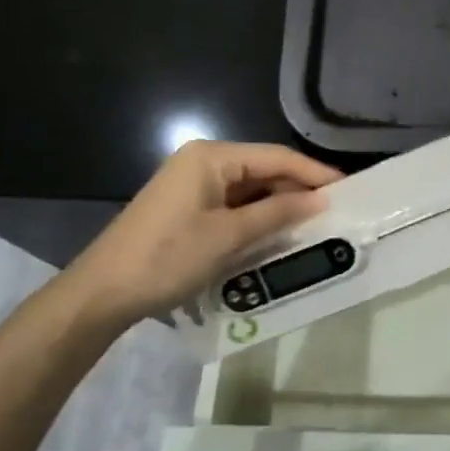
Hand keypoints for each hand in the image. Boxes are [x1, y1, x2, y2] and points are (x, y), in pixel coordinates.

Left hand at [57, 140, 341, 330]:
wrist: (101, 293)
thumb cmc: (167, 257)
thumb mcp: (228, 236)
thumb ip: (277, 213)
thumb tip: (320, 200)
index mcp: (212, 157)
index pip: (276, 157)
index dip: (314, 173)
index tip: (348, 189)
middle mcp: (203, 162)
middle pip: (263, 170)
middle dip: (297, 190)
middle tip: (334, 212)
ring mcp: (192, 185)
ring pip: (249, 190)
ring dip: (278, 207)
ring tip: (314, 225)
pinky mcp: (187, 208)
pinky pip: (232, 205)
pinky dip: (255, 218)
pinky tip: (277, 235)